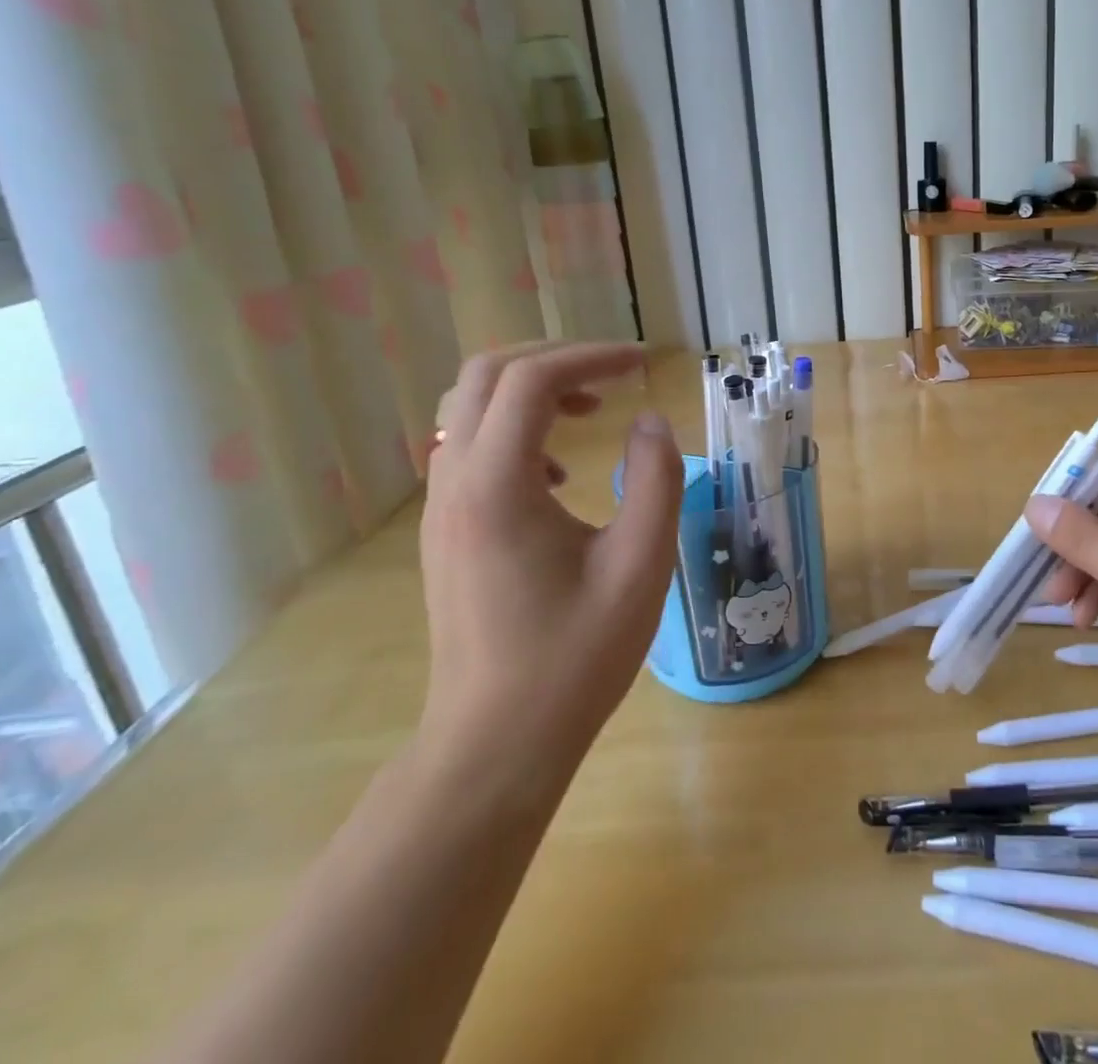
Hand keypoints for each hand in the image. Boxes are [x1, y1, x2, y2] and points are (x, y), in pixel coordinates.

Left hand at [418, 343, 682, 765]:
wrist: (496, 743)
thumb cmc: (575, 657)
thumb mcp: (641, 565)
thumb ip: (656, 480)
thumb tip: (649, 422)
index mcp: (498, 485)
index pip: (533, 379)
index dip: (592, 356)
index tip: (645, 363)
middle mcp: (456, 482)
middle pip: (486, 375)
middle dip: (555, 358)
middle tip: (614, 373)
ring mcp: (441, 507)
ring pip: (467, 407)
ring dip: (531, 390)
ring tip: (591, 410)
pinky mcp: (444, 530)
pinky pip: (468, 446)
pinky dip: (515, 428)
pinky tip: (558, 472)